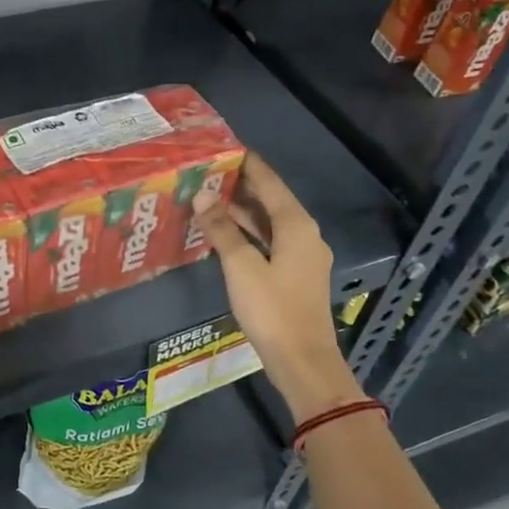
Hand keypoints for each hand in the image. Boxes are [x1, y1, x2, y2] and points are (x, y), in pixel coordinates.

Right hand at [193, 152, 365, 424]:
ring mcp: (305, 256)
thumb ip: (222, 229)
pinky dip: (252, 233)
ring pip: (272, 223)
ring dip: (245, 211)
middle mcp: (305, 234)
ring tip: (212, 198)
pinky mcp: (298, 275)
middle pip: (273, 200)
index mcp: (296, 225)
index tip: (224, 148)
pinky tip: (228, 234)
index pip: (270, 182)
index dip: (247, 164)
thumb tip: (203, 195)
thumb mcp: (241, 267)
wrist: (303, 360)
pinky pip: (272, 241)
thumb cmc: (272, 310)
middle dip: (242, 186)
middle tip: (209, 173)